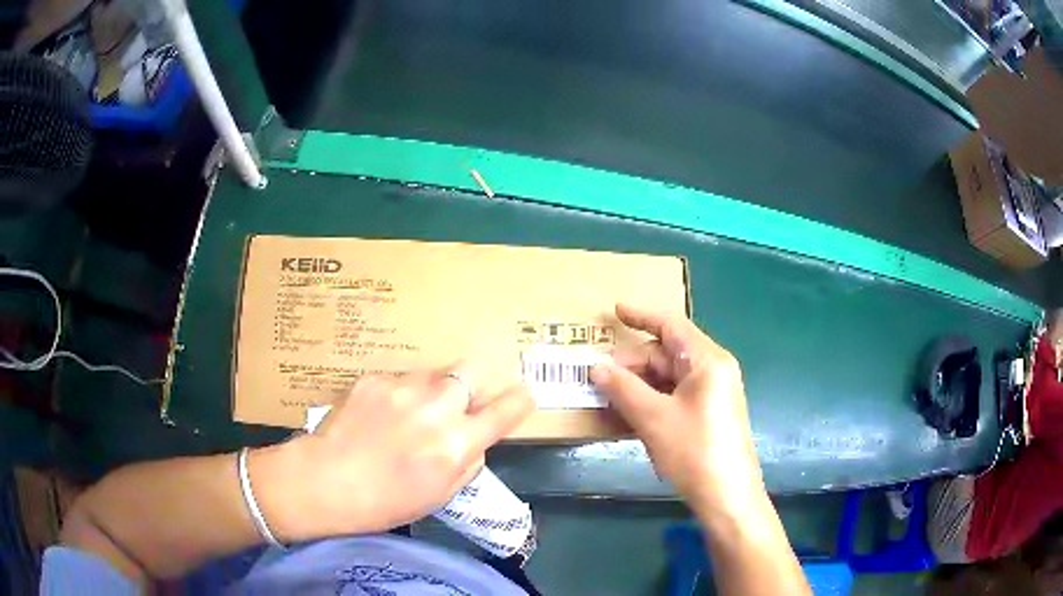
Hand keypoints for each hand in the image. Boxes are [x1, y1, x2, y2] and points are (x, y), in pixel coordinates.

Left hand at [252, 369, 533, 541]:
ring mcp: (403, 387)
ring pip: (435, 374)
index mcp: (456, 443)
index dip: (519, 401)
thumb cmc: (385, 502)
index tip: (523, 396)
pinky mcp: (375, 378)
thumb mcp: (440, 495)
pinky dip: (401, 394)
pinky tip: (380, 415)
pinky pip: (401, 379)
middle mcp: (436, 408)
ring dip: (435, 390)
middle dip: (473, 386)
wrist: (324, 481)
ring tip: (411, 414)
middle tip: (460, 403)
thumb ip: (466, 461)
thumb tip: (473, 439)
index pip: (505, 411)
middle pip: (472, 372)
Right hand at [590, 304, 764, 519]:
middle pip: (666, 355)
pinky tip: (627, 418)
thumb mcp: (653, 418)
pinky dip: (651, 403)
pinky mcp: (709, 415)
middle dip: (632, 365)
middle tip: (598, 379)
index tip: (614, 312)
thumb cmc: (694, 451)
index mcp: (707, 361)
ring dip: (638, 387)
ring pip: (668, 379)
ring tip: (607, 401)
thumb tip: (595, 366)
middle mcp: (714, 371)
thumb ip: (622, 388)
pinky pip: (675, 398)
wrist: (727, 497)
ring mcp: (712, 394)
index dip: (641, 316)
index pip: (671, 326)